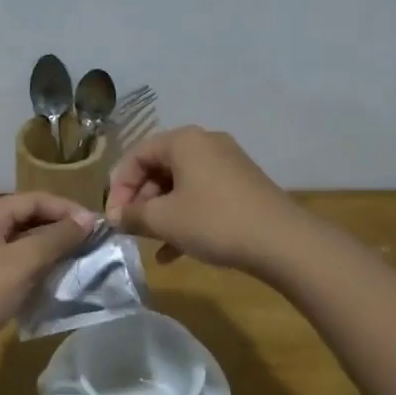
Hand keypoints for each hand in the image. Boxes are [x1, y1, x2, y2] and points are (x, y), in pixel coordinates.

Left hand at [0, 193, 96, 376]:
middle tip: (92, 242)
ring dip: (51, 246)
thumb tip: (88, 220)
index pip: (35, 199)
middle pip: (29, 216)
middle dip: (61, 226)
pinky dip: (38, 264)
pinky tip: (56, 277)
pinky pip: (17, 261)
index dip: (67, 209)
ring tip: (80, 258)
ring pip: (24, 240)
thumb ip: (57, 238)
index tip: (97, 226)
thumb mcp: (23, 262)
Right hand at [104, 126, 304, 272]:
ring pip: (179, 185)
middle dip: (140, 201)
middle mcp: (205, 144)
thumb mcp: (165, 220)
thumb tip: (113, 217)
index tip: (113, 219)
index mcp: (183, 141)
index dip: (118, 187)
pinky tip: (174, 253)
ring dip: (160, 213)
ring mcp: (226, 164)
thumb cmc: (215, 221)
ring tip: (149, 243)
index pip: (136, 155)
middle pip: (158, 168)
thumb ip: (133, 216)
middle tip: (129, 230)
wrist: (283, 242)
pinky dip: (184, 217)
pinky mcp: (241, 186)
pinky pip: (201, 196)